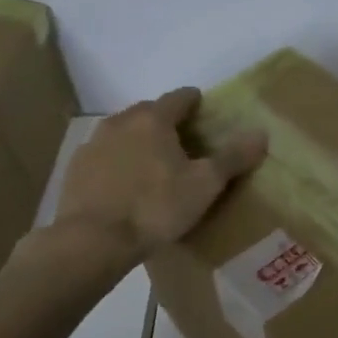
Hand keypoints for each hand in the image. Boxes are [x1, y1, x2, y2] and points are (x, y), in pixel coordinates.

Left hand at [20, 88, 265, 288]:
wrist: (93, 240)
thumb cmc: (156, 207)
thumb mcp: (204, 185)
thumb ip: (232, 157)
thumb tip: (261, 132)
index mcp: (154, 120)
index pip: (179, 97)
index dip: (194, 101)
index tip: (204, 108)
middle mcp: (120, 122)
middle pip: (148, 112)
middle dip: (166, 120)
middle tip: (184, 139)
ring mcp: (93, 144)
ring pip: (123, 132)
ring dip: (139, 140)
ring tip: (155, 161)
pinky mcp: (76, 169)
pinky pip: (104, 155)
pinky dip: (118, 161)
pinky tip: (126, 183)